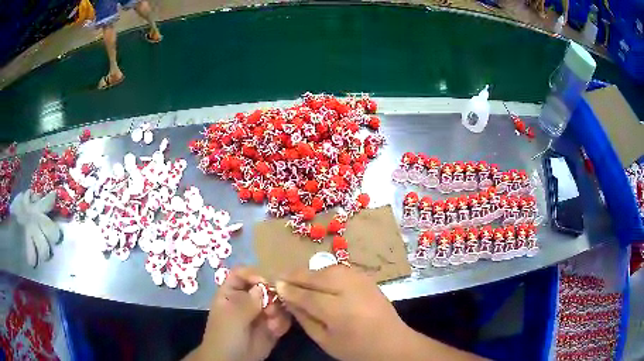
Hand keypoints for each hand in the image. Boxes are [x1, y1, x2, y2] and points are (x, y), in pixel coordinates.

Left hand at [190, 268, 290, 360]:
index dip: (253, 274)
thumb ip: (247, 302)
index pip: (242, 273)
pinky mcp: (272, 325)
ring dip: (279, 311)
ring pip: (277, 301)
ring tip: (273, 323)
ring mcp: (261, 312)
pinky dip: (282, 323)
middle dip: (272, 295)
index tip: (264, 283)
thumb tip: (263, 286)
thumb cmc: (224, 336)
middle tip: (271, 309)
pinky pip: (283, 317)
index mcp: (231, 292)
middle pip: (264, 285)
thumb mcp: (232, 318)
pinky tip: (276, 331)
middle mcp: (247, 299)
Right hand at [276, 266, 409, 360]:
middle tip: (281, 277)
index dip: (289, 289)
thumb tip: (287, 299)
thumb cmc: (355, 348)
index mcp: (339, 311)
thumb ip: (304, 318)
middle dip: (296, 275)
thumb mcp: (324, 340)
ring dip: (310, 272)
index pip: (307, 295)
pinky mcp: (367, 277)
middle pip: (317, 277)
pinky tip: (318, 279)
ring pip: (328, 269)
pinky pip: (339, 270)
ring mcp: (361, 281)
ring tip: (297, 279)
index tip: (275, 284)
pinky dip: (325, 272)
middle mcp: (350, 290)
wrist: (392, 342)